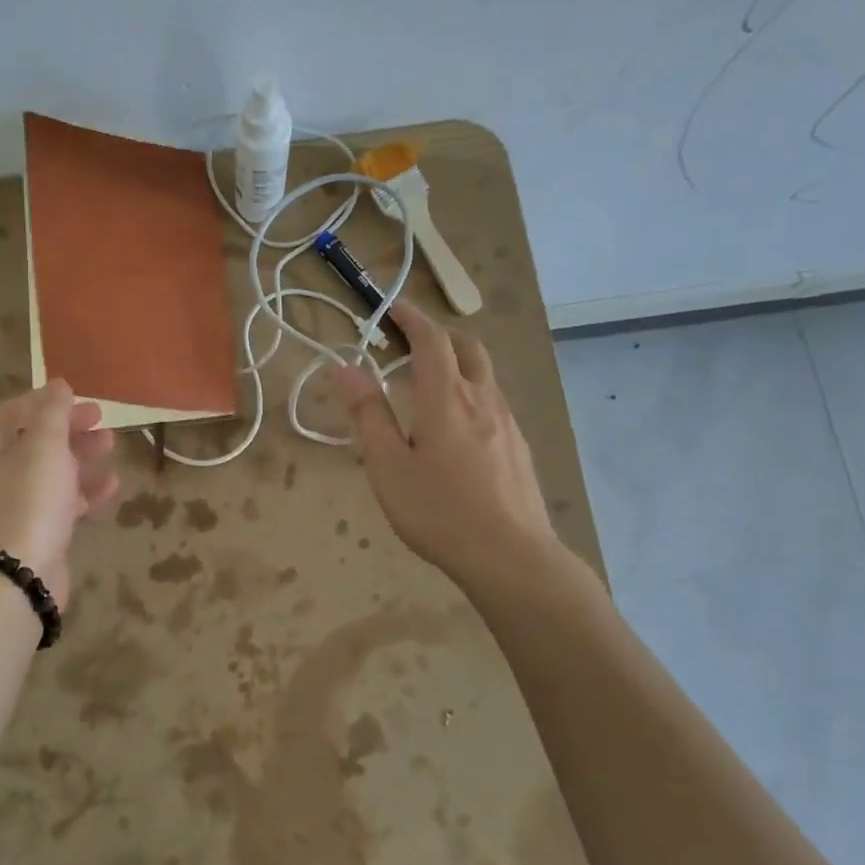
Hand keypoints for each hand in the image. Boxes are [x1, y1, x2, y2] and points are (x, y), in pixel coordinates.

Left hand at [0, 379, 118, 609]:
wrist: (20, 573)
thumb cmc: (30, 499)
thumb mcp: (44, 446)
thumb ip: (52, 412)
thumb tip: (58, 384)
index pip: (16, 410)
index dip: (47, 400)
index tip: (80, 397)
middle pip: (36, 439)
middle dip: (71, 427)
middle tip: (102, 420)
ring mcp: (16, 502)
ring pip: (52, 469)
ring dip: (82, 455)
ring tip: (110, 446)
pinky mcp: (36, 527)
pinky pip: (63, 500)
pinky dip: (86, 489)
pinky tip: (112, 483)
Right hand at [331, 301, 557, 590]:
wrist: (511, 556)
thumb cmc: (439, 511)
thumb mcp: (388, 466)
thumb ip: (368, 414)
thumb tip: (346, 368)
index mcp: (446, 398)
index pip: (431, 340)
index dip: (412, 318)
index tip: (392, 308)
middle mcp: (482, 400)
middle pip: (468, 348)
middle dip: (439, 334)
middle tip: (411, 342)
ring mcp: (507, 423)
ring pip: (484, 375)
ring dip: (457, 364)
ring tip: (428, 385)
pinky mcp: (518, 446)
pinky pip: (493, 402)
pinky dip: (470, 392)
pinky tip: (456, 428)